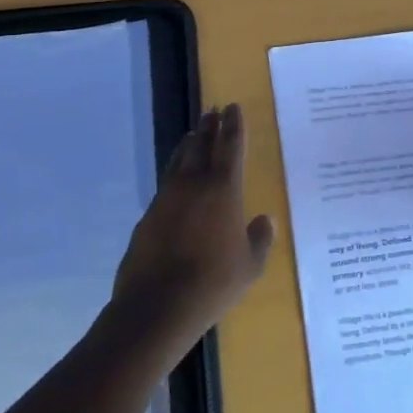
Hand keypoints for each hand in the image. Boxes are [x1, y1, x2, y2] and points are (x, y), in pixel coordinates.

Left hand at [113, 103, 273, 341]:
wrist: (157, 305)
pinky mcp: (148, 215)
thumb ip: (260, 239)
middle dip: (209, 127)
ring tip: (194, 134)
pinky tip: (177, 179)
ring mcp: (167, 198)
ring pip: (180, 161)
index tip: (232, 107)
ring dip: (189, 145)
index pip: (230, 147)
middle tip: (213, 111)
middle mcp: (194, 185)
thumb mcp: (249, 266)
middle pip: (202, 146)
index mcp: (223, 190)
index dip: (233, 126)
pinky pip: (166, 184)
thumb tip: (264, 219)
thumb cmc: (213, 283)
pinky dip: (174, 173)